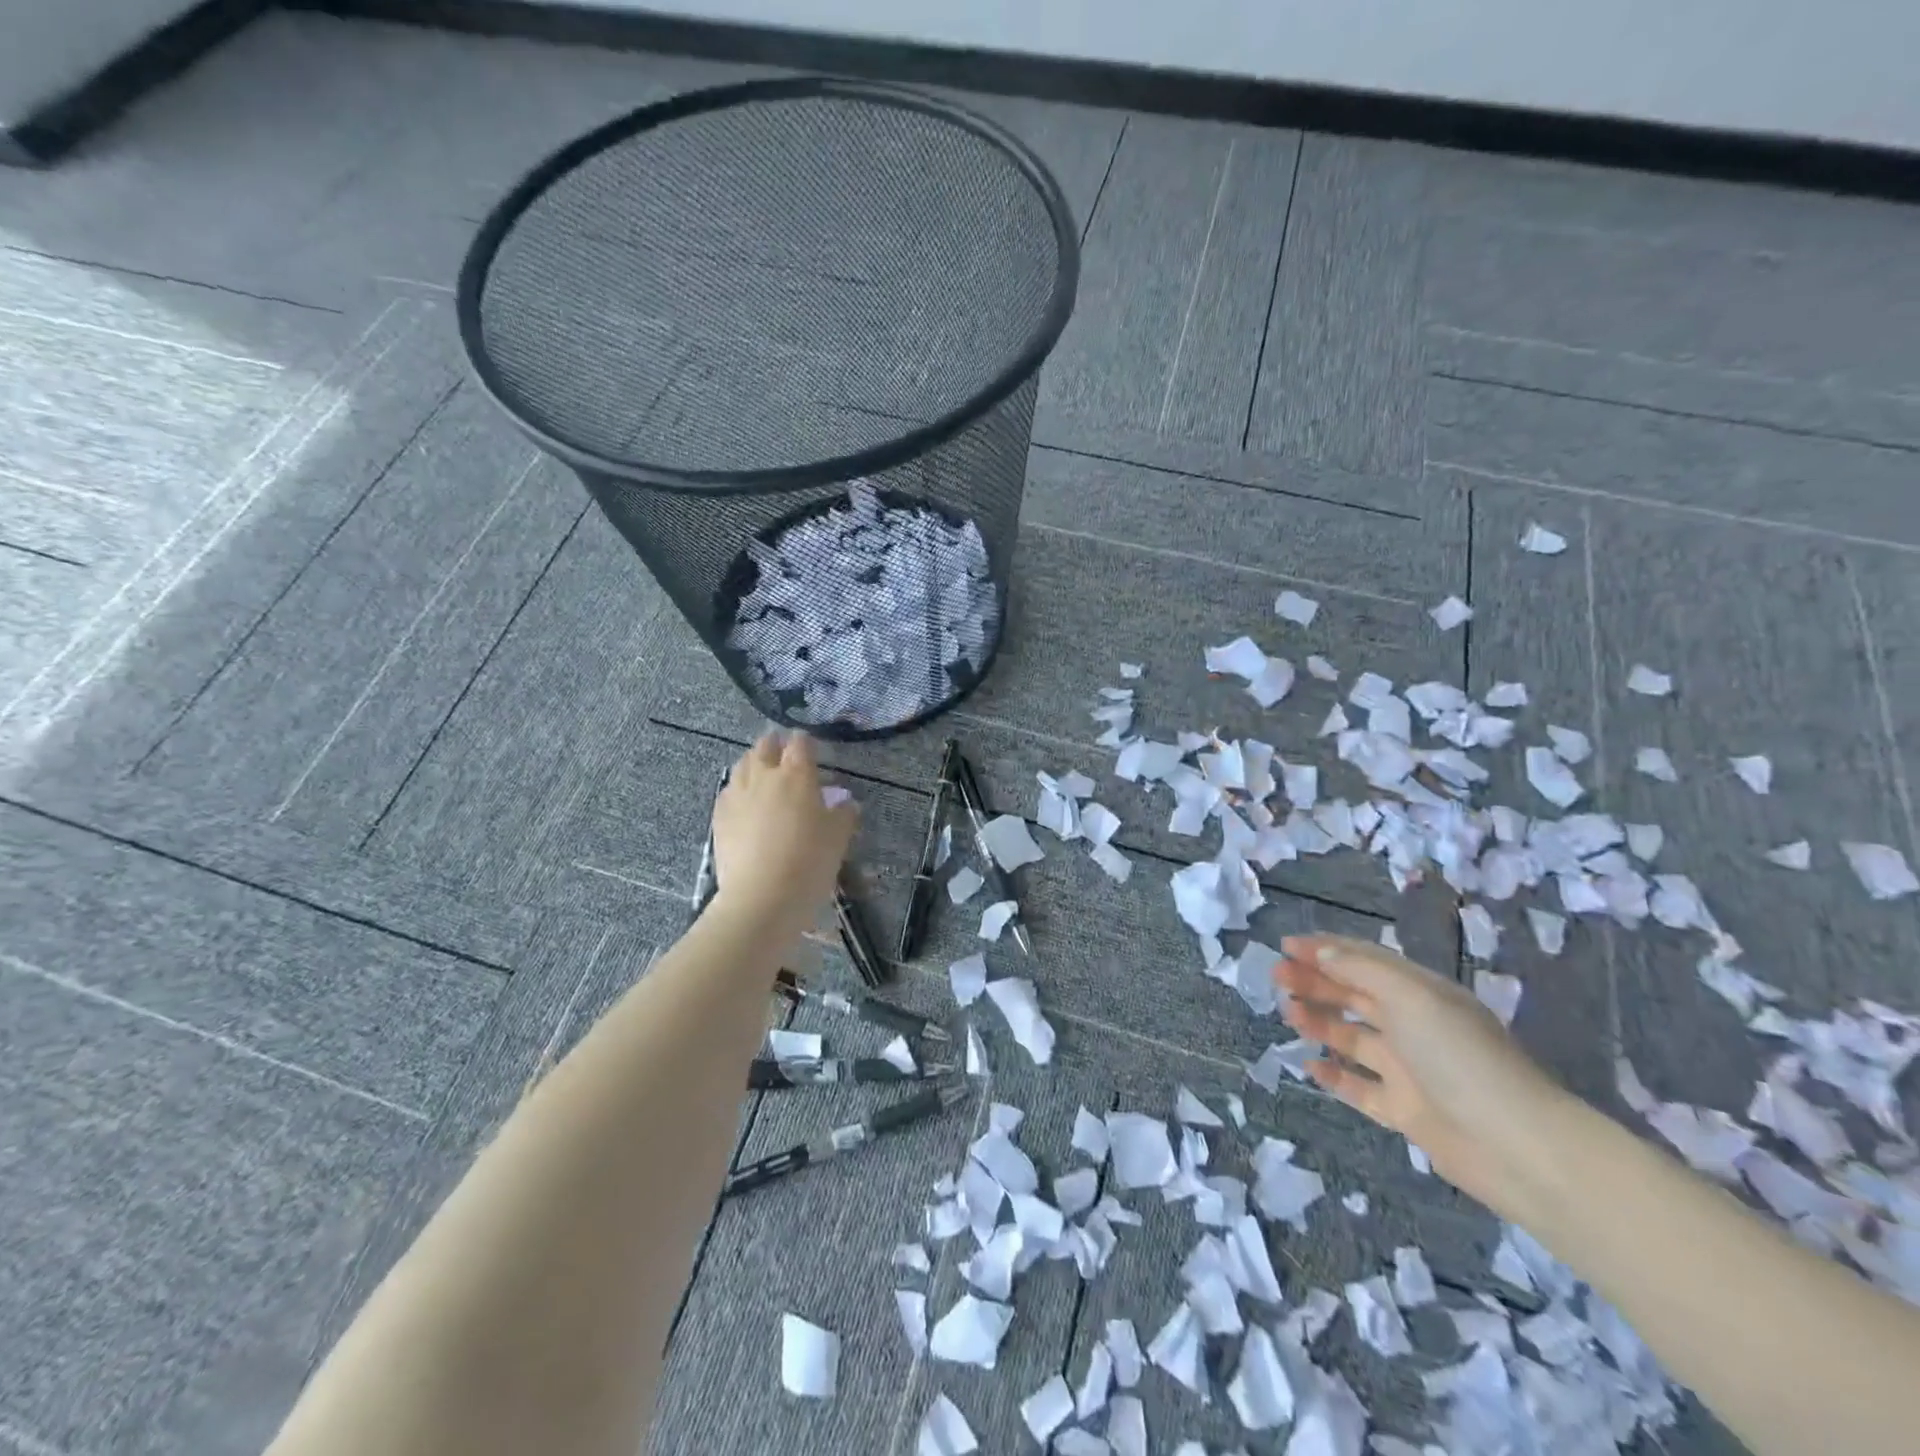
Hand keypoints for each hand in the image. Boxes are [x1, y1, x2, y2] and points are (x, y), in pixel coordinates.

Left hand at [710, 732, 857, 933]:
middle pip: (765, 746)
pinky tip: (744, 801)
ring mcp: (737, 795)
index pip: (800, 744)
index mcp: (797, 774)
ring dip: (754, 763)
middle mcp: (764, 776)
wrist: (762, 898)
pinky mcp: (719, 816)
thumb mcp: (838, 838)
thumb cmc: (809, 862)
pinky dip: (738, 789)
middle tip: (784, 754)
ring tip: (762, 773)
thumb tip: (845, 802)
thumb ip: (843, 814)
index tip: (810, 747)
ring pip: (743, 765)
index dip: (805, 742)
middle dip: (775, 745)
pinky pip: (728, 791)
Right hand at [1277, 934, 1571, 1218]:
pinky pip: (1360, 1086)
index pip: (1364, 961)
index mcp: (1420, 993)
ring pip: (1352, 1038)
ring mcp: (1408, 1069)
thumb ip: (1362, 972)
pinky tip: (1309, 1065)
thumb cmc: (1461, 1058)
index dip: (1324, 949)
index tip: (1284, 946)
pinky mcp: (1405, 1110)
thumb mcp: (1411, 999)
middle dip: (1315, 982)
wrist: (1517, 1148)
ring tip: (1288, 1014)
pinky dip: (1334, 1075)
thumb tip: (1321, 952)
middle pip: (1354, 996)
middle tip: (1276, 978)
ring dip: (1319, 1021)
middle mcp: (1413, 1026)